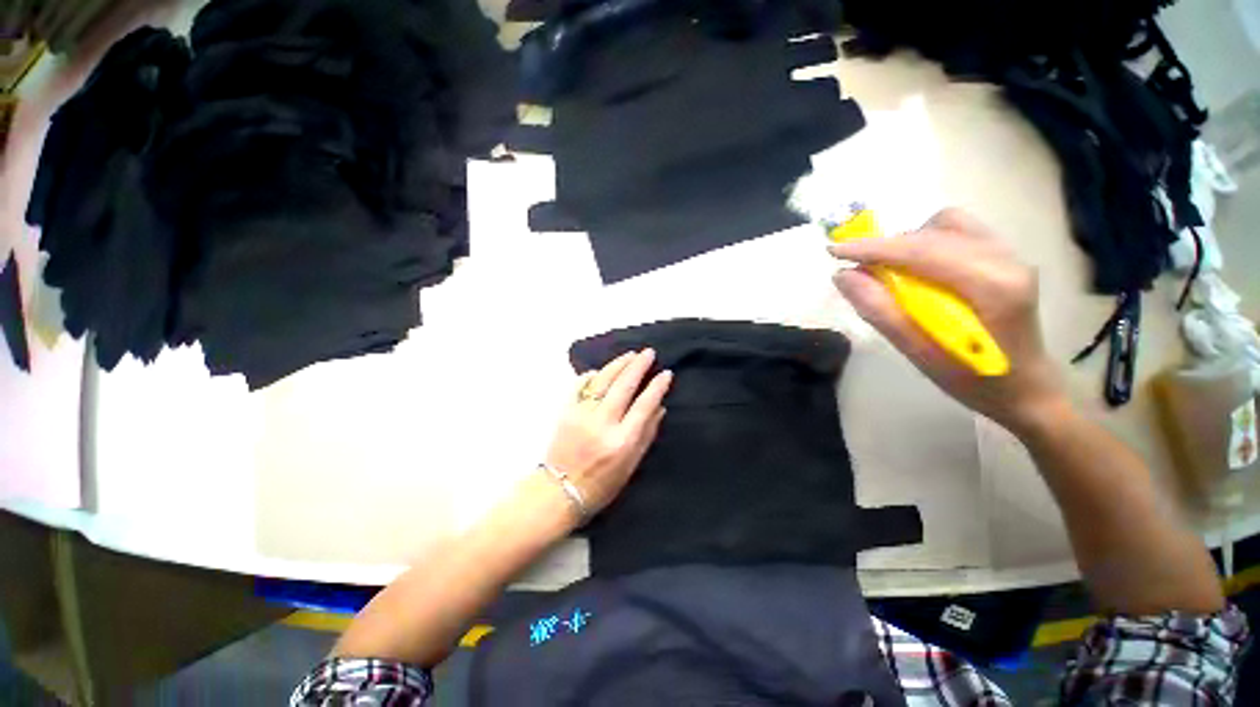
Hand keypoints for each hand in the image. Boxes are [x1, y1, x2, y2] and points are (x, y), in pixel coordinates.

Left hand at [545, 349, 672, 515]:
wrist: (559, 492)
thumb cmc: (601, 484)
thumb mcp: (631, 465)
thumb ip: (646, 435)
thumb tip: (660, 407)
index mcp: (622, 440)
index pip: (644, 405)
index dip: (657, 387)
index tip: (666, 374)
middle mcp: (602, 424)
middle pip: (624, 386)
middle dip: (638, 366)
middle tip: (649, 353)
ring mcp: (581, 415)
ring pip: (603, 381)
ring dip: (618, 364)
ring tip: (630, 354)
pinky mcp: (566, 412)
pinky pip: (579, 386)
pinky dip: (591, 376)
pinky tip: (600, 370)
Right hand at [829, 208, 1067, 435]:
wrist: (1025, 389)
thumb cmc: (973, 380)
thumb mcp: (919, 353)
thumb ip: (880, 312)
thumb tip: (843, 276)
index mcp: (992, 286)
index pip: (923, 251)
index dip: (873, 248)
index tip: (833, 251)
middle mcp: (1006, 260)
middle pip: (934, 232)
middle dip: (888, 246)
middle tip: (858, 270)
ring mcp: (1010, 255)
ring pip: (948, 225)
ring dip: (909, 242)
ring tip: (888, 269)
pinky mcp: (1005, 258)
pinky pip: (958, 233)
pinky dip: (925, 244)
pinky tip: (915, 269)